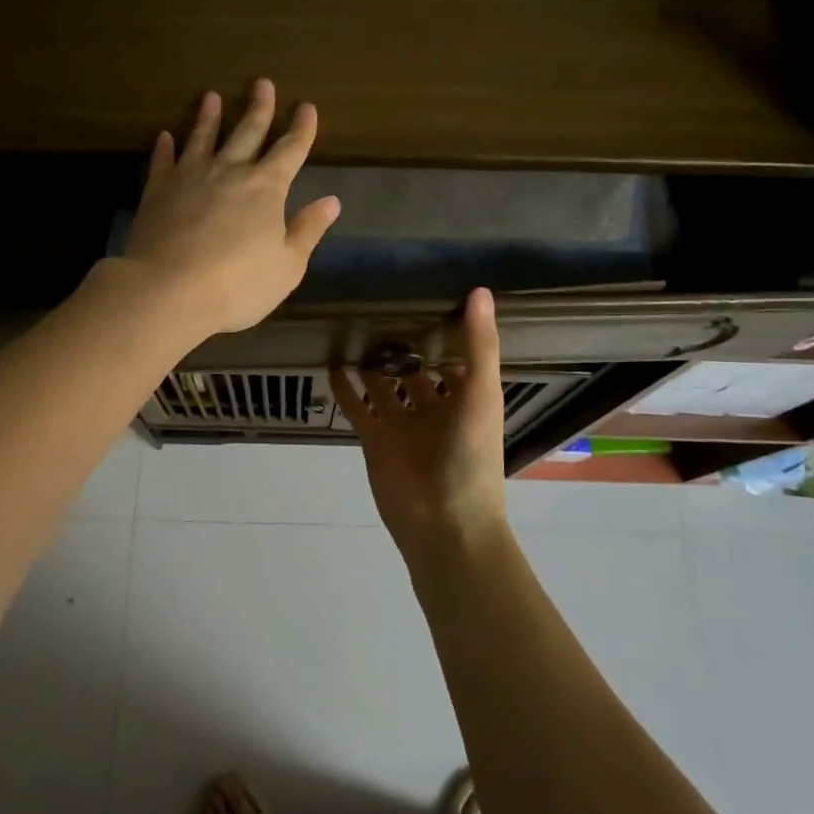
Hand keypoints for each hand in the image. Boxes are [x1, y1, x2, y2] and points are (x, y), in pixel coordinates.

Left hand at [121, 80, 340, 338]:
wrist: (169, 290)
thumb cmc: (238, 283)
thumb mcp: (287, 265)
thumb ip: (308, 230)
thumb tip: (331, 201)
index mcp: (266, 188)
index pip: (290, 150)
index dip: (301, 129)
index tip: (306, 107)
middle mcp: (229, 172)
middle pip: (247, 132)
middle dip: (259, 108)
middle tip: (262, 83)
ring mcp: (190, 177)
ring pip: (202, 138)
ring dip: (209, 117)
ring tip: (211, 97)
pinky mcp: (157, 191)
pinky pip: (163, 162)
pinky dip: (164, 147)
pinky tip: (164, 136)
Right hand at [331, 288, 510, 574]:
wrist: (443, 522)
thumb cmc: (471, 456)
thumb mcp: (481, 394)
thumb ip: (480, 345)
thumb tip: (480, 291)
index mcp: (466, 398)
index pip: (455, 356)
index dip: (444, 330)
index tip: (427, 295)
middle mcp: (434, 408)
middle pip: (416, 370)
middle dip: (403, 345)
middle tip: (379, 305)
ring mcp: (402, 424)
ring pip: (383, 386)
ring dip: (371, 363)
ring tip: (352, 328)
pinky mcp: (374, 439)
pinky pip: (357, 408)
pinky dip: (344, 388)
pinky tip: (331, 362)